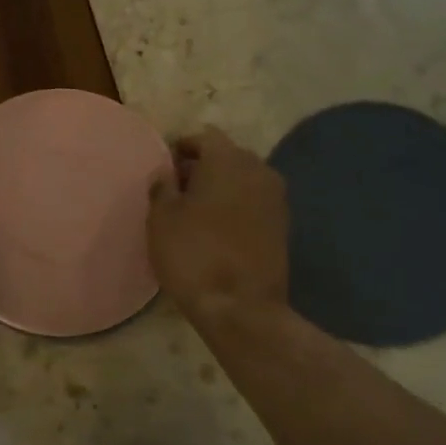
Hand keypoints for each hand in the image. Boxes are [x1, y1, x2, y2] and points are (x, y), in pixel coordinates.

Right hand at [147, 128, 289, 326]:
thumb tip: (166, 175)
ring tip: (197, 212)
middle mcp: (258, 169)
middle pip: (227, 156)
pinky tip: (218, 229)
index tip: (166, 167)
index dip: (182, 148)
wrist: (241, 307)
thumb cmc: (194, 254)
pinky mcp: (284, 226)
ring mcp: (276, 198)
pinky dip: (237, 207)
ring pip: (243, 180)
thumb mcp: (161, 219)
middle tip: (179, 189)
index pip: (204, 137)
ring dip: (222, 188)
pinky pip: (254, 203)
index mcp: (227, 159)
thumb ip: (162, 188)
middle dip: (204, 167)